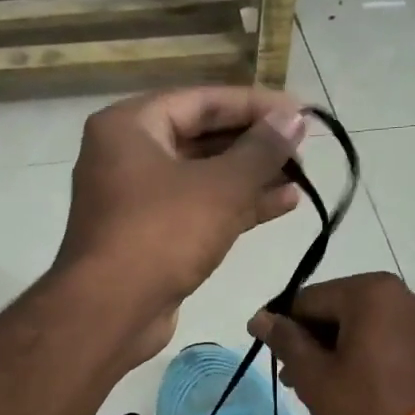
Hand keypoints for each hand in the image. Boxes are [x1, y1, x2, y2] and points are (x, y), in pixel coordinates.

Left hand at [56, 86, 308, 361]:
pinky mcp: (150, 237)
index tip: (300, 113)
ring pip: (203, 177)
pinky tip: (283, 204)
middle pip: (201, 137)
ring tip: (302, 177)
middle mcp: (127, 156)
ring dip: (251, 177)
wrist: (111, 312)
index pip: (201, 101)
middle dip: (255, 144)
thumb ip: (262, 149)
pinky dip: (236, 206)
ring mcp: (137, 200)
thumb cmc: (161, 234)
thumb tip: (294, 117)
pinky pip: (198, 209)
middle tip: (303, 147)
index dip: (255, 104)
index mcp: (129, 126)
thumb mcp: (220, 187)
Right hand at [247, 272, 414, 414]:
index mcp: (367, 291)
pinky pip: (377, 334)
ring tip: (315, 385)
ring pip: (354, 323)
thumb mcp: (313, 374)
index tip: (276, 362)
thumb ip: (284, 340)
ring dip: (330, 348)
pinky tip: (345, 381)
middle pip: (331, 309)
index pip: (306, 301)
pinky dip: (356, 351)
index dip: (283, 329)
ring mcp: (413, 314)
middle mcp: (394, 292)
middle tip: (293, 379)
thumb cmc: (365, 403)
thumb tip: (259, 318)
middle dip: (308, 341)